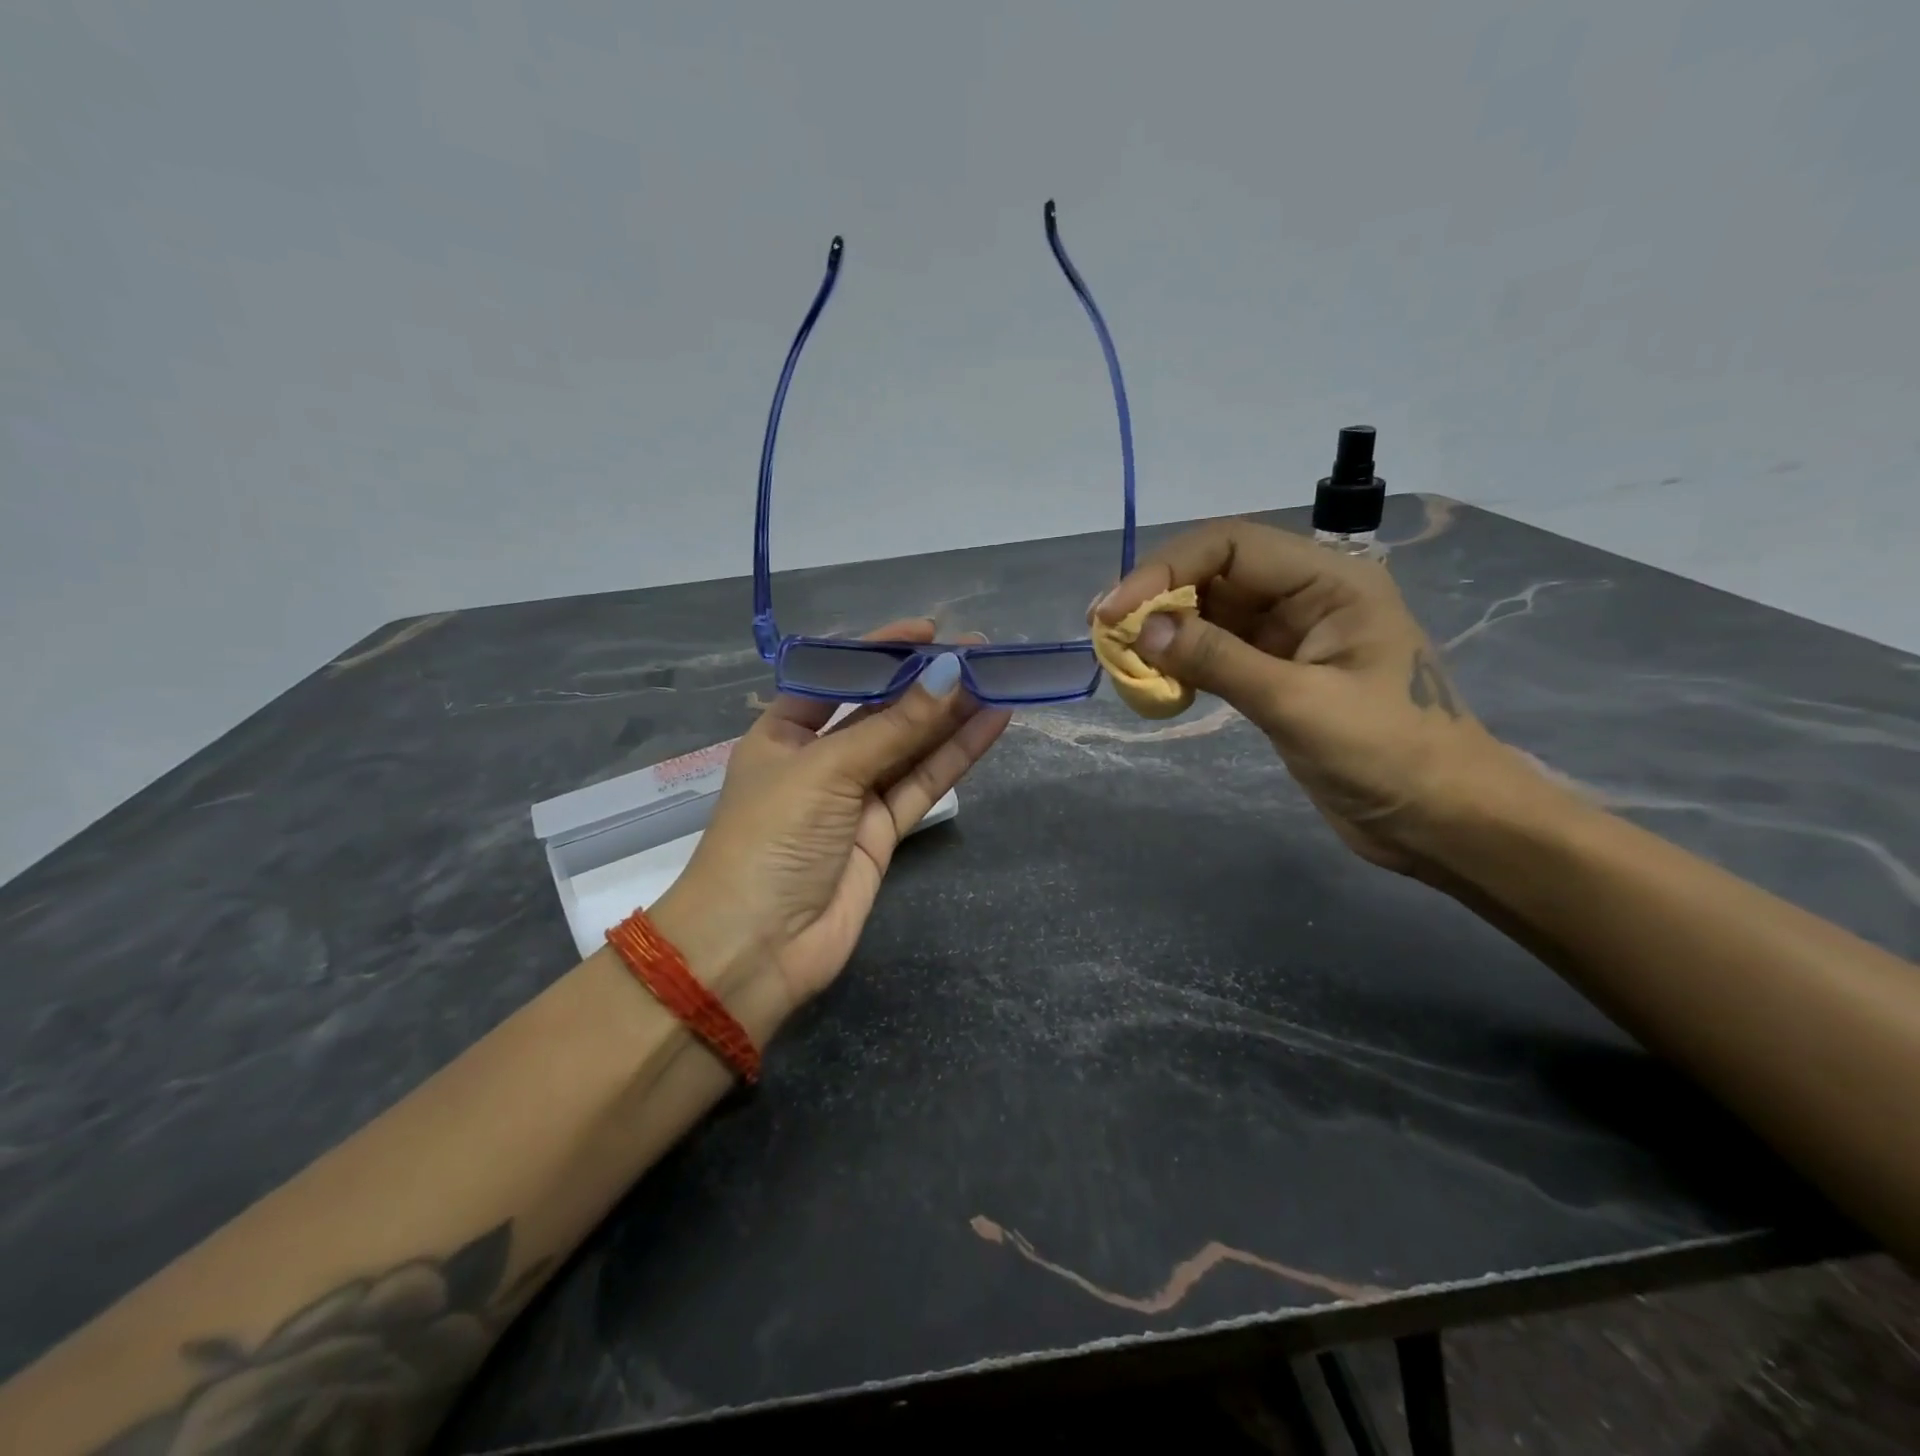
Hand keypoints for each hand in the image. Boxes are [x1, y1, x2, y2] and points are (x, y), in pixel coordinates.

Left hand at [651, 619, 1010, 1030]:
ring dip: (952, 715)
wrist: (756, 949)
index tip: (929, 631)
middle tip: (982, 651)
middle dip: (926, 681)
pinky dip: (955, 755)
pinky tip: (991, 723)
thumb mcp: (826, 770)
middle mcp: (819, 758)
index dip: (880, 651)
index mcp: (783, 732)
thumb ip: (893, 727)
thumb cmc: (770, 840)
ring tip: (999, 678)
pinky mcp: (882, 832)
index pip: (837, 676)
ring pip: (910, 746)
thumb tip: (949, 673)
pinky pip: (923, 783)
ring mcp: (854, 797)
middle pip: (880, 710)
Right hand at [1094, 520, 1511, 874]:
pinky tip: (1157, 684)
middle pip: (1214, 574)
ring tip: (1122, 661)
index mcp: (1329, 581)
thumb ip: (1220, 659)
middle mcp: (1307, 596)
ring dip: (1165, 633)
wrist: (1440, 821)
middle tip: (1106, 635)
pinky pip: (1216, 653)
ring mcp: (1290, 637)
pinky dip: (1182, 663)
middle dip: (1158, 599)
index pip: (1230, 545)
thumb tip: (1144, 630)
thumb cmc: (1388, 754)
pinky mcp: (1277, 675)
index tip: (1116, 612)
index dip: (1165, 570)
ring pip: (1210, 614)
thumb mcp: (1299, 704)